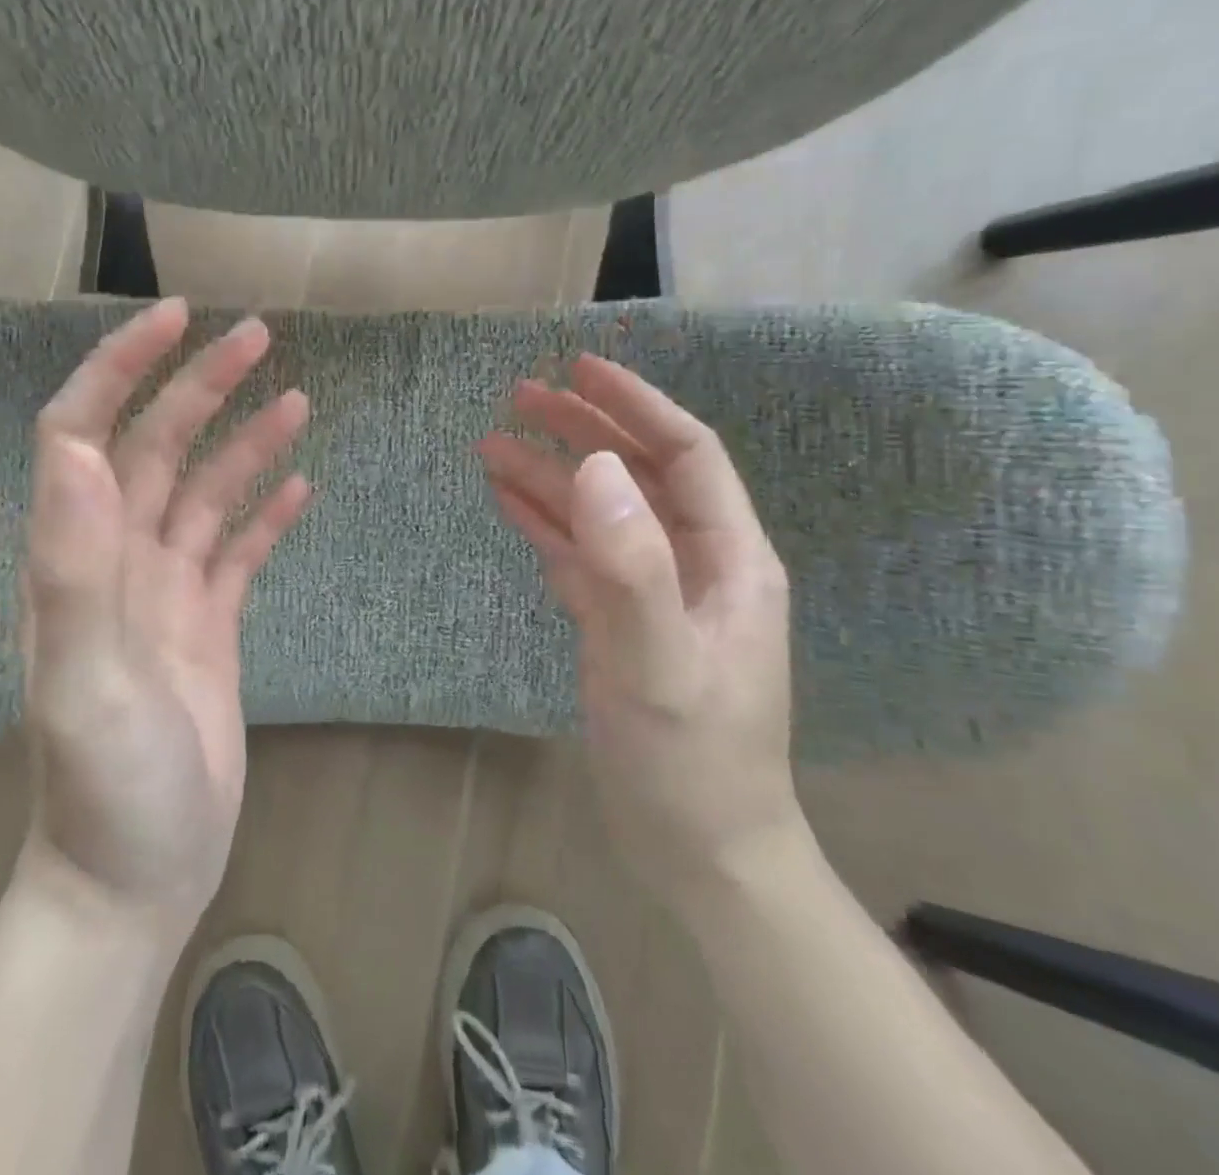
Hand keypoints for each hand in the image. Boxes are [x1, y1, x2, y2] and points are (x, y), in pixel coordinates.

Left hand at [18, 299, 310, 933]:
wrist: (136, 876)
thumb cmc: (105, 787)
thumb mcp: (83, 680)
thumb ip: (72, 566)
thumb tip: (78, 447)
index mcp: (76, 557)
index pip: (82, 432)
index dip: (119, 368)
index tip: (174, 319)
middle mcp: (117, 558)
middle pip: (157, 448)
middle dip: (201, 387)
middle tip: (257, 337)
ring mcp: (165, 591)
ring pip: (205, 493)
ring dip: (245, 443)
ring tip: (297, 401)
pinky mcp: (208, 624)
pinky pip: (237, 550)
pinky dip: (266, 514)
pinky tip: (300, 486)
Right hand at [477, 354, 806, 911]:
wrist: (697, 850)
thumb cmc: (691, 762)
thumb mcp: (660, 665)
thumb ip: (631, 568)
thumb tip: (595, 468)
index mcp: (728, 558)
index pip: (685, 454)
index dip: (635, 405)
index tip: (579, 368)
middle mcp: (693, 562)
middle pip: (634, 473)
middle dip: (579, 429)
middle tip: (517, 397)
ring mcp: (652, 592)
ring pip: (598, 512)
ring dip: (549, 475)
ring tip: (490, 444)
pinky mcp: (617, 621)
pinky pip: (578, 554)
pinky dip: (543, 523)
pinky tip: (507, 500)